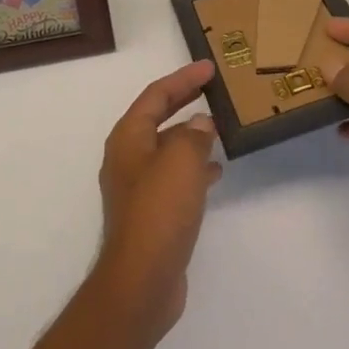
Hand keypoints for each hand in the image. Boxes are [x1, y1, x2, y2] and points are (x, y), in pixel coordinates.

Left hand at [94, 60, 221, 340]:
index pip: (156, 95)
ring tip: (220, 128)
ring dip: (191, 135)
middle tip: (213, 89)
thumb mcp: (181, 161)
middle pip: (158, 117)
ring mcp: (138, 186)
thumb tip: (200, 124)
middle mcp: (128, 157)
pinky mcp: (151, 211)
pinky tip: (216, 171)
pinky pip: (174, 175)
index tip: (209, 68)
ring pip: (168, 147)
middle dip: (184, 101)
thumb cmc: (159, 211)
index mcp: (128, 138)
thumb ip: (193, 135)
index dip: (183, 78)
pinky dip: (194, 166)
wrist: (142, 281)